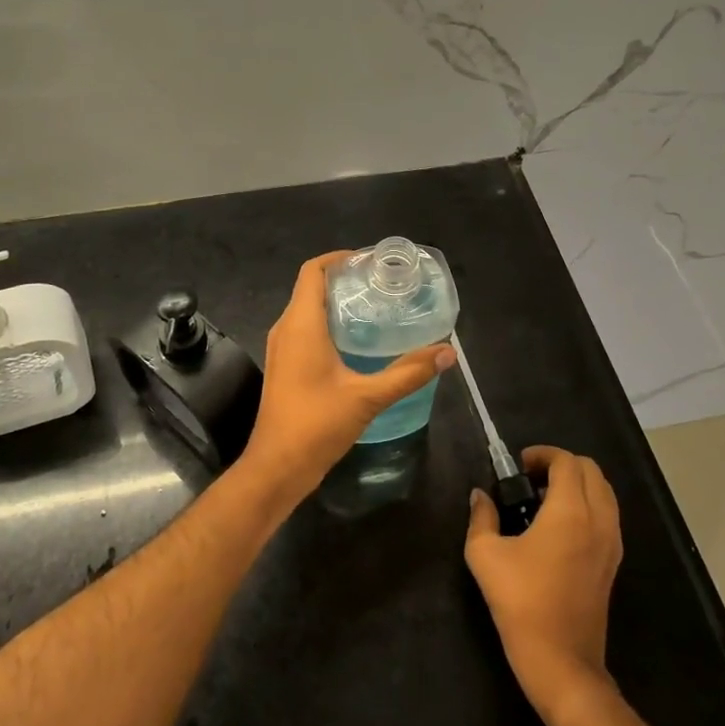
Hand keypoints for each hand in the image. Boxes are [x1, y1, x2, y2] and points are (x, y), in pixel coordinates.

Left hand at [237, 252, 455, 506]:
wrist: (276, 467)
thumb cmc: (316, 424)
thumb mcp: (367, 398)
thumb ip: (408, 373)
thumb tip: (448, 352)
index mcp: (301, 324)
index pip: (313, 270)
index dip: (339, 257)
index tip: (371, 261)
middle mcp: (286, 328)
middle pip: (311, 287)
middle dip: (344, 279)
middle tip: (382, 284)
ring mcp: (281, 348)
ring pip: (307, 309)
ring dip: (336, 302)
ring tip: (375, 307)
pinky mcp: (284, 366)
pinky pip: (305, 329)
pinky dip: (329, 323)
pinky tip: (357, 341)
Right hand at [465, 445, 622, 718]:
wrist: (561, 661)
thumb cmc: (521, 602)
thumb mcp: (485, 555)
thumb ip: (482, 517)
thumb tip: (480, 496)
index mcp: (570, 511)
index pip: (566, 461)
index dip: (542, 454)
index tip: (518, 466)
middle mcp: (598, 519)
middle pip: (591, 470)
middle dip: (561, 464)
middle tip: (530, 479)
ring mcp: (612, 542)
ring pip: (604, 492)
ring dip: (578, 484)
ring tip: (545, 500)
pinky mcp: (614, 563)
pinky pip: (607, 516)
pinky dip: (588, 506)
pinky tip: (559, 527)